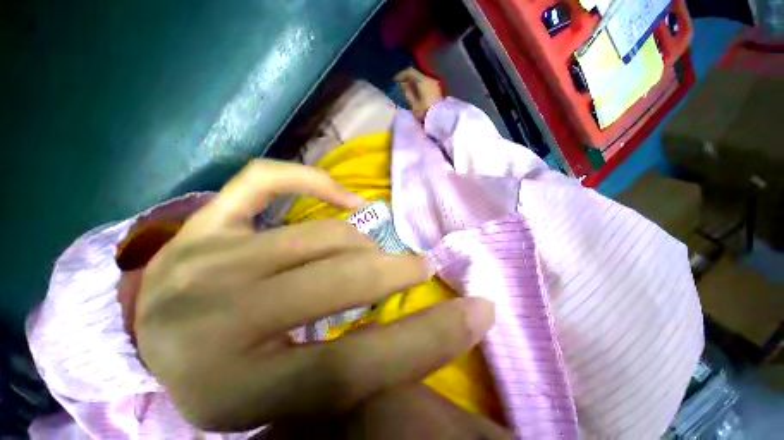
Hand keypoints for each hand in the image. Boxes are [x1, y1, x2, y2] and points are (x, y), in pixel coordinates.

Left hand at [135, 160, 494, 430]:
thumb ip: (355, 377)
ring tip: (373, 252)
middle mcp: (213, 320)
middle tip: (419, 267)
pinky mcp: (201, 224)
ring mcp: (203, 259)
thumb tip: (418, 343)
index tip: (478, 313)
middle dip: (396, 273)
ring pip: (318, 234)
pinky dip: (312, 179)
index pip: (357, 368)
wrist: (157, 346)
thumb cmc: (228, 379)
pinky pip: (264, 180)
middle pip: (340, 283)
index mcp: (236, 391)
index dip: (428, 340)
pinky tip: (341, 196)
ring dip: (361, 243)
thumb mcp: (291, 404)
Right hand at [395, 68, 442, 120]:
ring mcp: (434, 84)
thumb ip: (408, 93)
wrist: (441, 119)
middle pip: (416, 74)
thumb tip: (403, 85)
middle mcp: (430, 79)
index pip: (410, 71)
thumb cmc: (426, 112)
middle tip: (400, 86)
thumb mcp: (414, 104)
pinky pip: (425, 84)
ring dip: (413, 83)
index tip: (395, 81)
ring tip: (407, 90)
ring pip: (421, 79)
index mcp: (423, 81)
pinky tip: (415, 93)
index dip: (401, 74)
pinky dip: (419, 86)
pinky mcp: (437, 90)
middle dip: (407, 79)